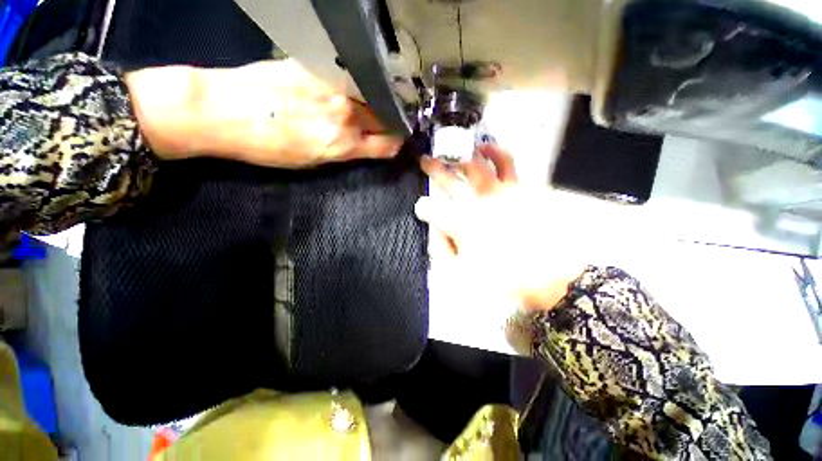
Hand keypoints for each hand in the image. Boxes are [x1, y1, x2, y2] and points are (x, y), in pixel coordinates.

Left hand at [125, 59, 401, 166]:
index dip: (396, 144)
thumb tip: (362, 144)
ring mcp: (332, 86)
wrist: (221, 110)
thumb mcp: (312, 162)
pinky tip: (347, 88)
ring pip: (370, 94)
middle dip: (389, 122)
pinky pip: (349, 77)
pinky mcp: (317, 66)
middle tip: (386, 122)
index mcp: (344, 143)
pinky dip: (356, 85)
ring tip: (370, 104)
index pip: (387, 144)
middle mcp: (346, 113)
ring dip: (376, 101)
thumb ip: (343, 152)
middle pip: (384, 116)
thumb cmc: (267, 147)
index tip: (397, 142)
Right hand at [415, 145, 586, 309]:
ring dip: (462, 156)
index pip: (430, 208)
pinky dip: (497, 153)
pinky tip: (488, 149)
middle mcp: (476, 202)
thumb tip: (436, 233)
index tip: (421, 209)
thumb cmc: (501, 277)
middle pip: (449, 179)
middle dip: (433, 168)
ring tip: (457, 152)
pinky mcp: (520, 188)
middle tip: (426, 160)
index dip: (423, 208)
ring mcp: (499, 191)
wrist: (547, 275)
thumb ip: (442, 251)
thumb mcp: (462, 273)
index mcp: (460, 223)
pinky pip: (507, 164)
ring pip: (477, 164)